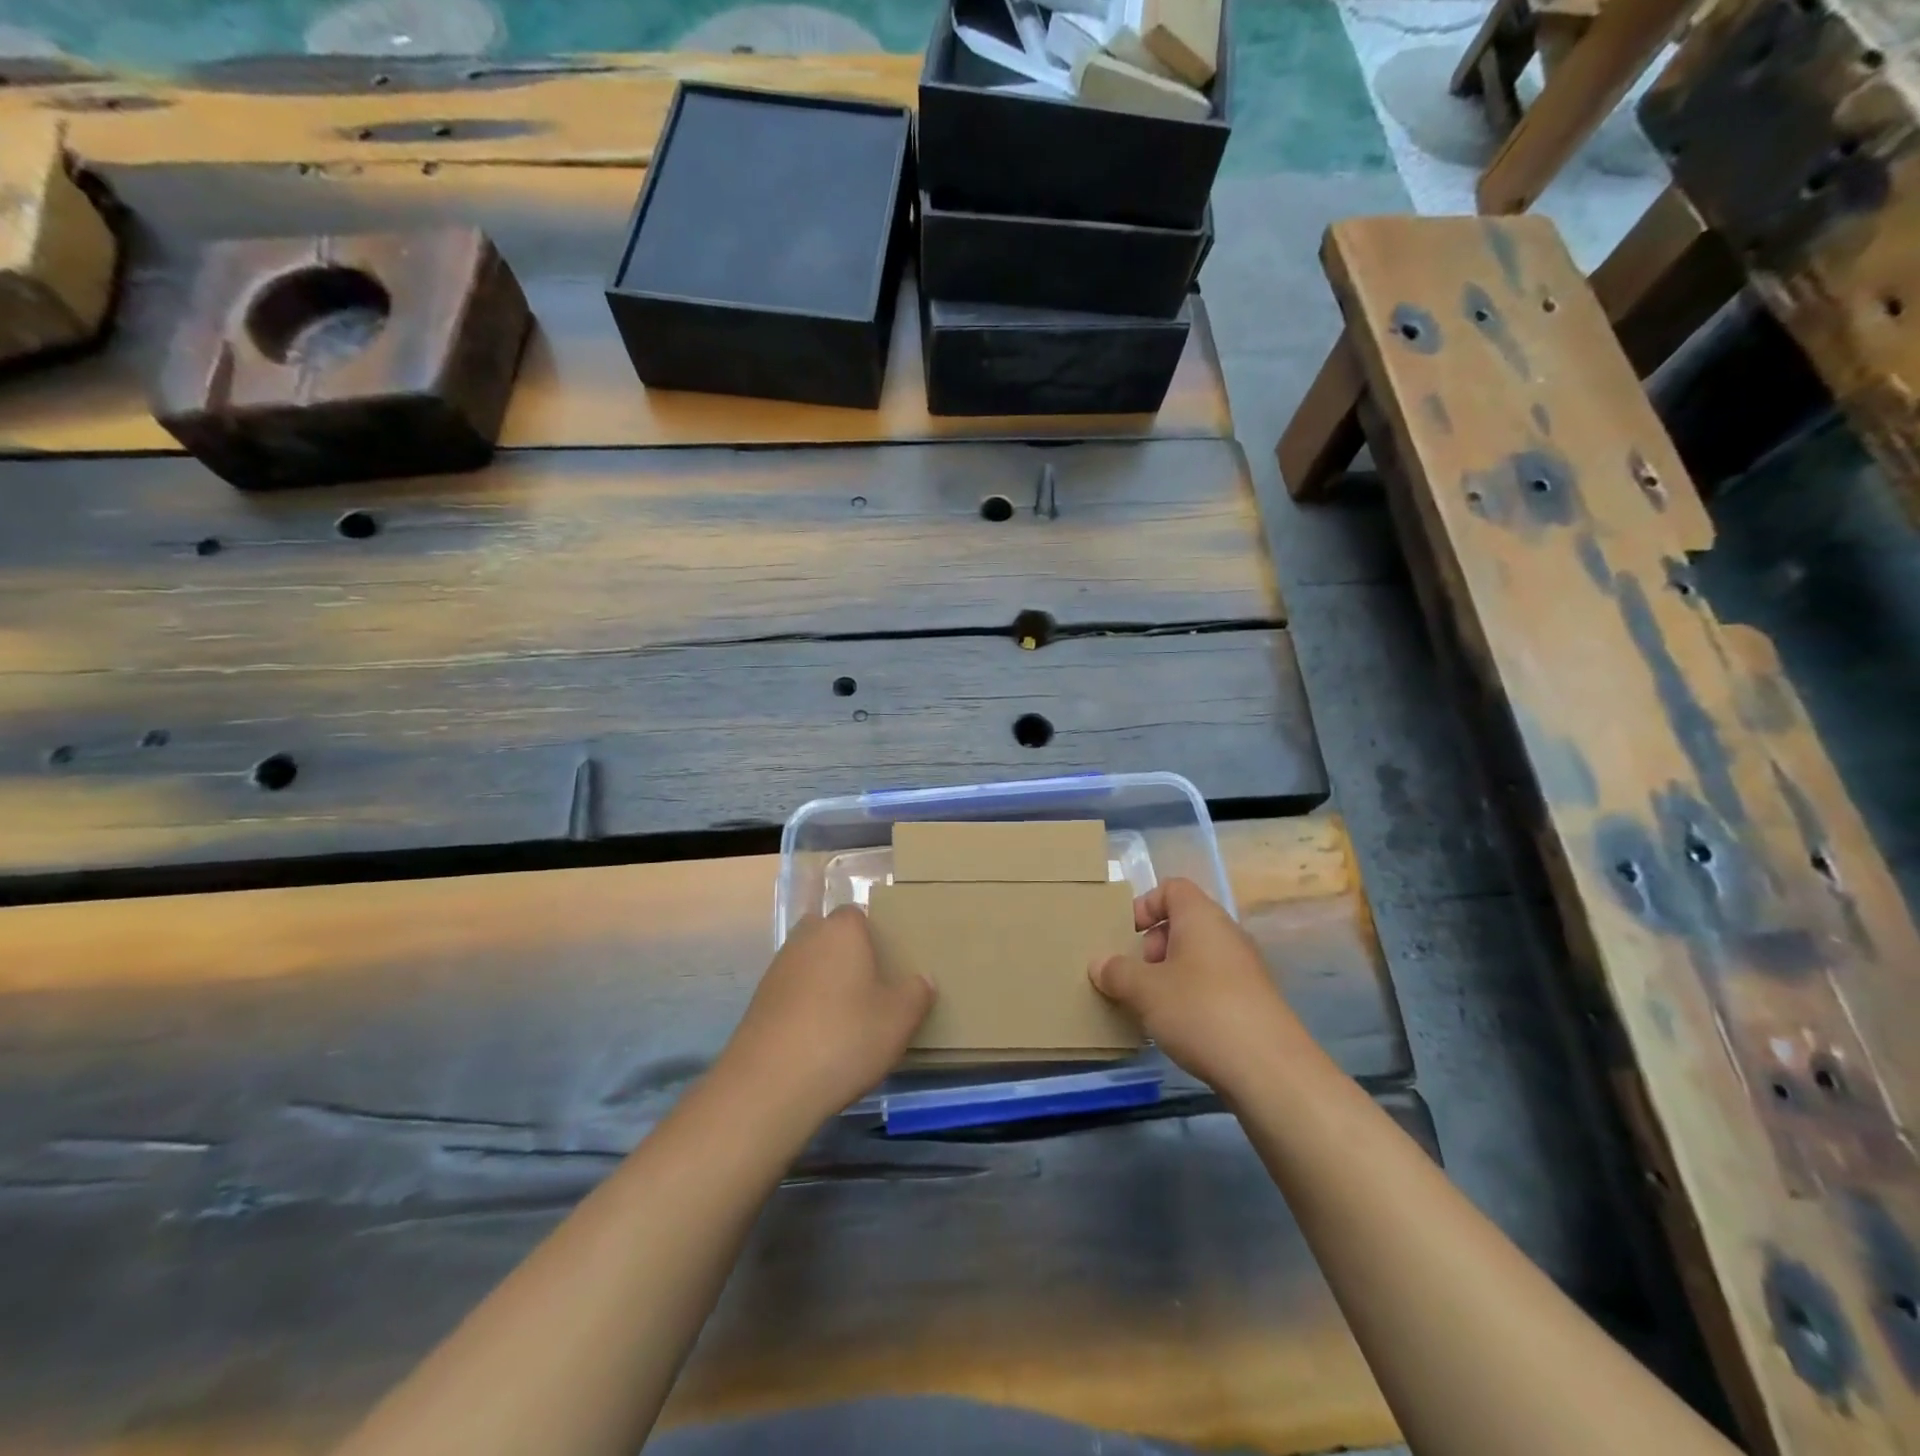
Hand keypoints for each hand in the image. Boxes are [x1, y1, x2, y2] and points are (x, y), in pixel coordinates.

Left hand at [717, 905, 933, 1128]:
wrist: (770, 1084)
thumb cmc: (845, 1037)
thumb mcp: (899, 1019)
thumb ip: (916, 993)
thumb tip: (923, 979)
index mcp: (841, 931)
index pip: (857, 914)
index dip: (873, 934)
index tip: (888, 963)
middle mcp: (805, 939)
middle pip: (829, 934)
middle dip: (846, 953)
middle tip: (870, 986)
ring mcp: (777, 970)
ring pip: (808, 963)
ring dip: (824, 980)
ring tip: (846, 1016)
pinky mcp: (758, 1002)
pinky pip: (791, 992)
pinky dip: (805, 1005)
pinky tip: (818, 1037)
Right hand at [1088, 878, 1304, 1091]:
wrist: (1270, 1070)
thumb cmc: (1200, 1011)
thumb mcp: (1145, 991)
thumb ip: (1116, 972)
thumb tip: (1098, 964)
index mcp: (1201, 917)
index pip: (1172, 888)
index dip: (1144, 905)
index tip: (1125, 935)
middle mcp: (1226, 934)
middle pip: (1182, 924)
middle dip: (1151, 947)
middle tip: (1134, 977)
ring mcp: (1244, 968)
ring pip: (1196, 958)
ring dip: (1168, 976)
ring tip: (1149, 1007)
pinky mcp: (1253, 1002)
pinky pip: (1212, 985)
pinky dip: (1190, 998)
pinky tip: (1177, 1029)